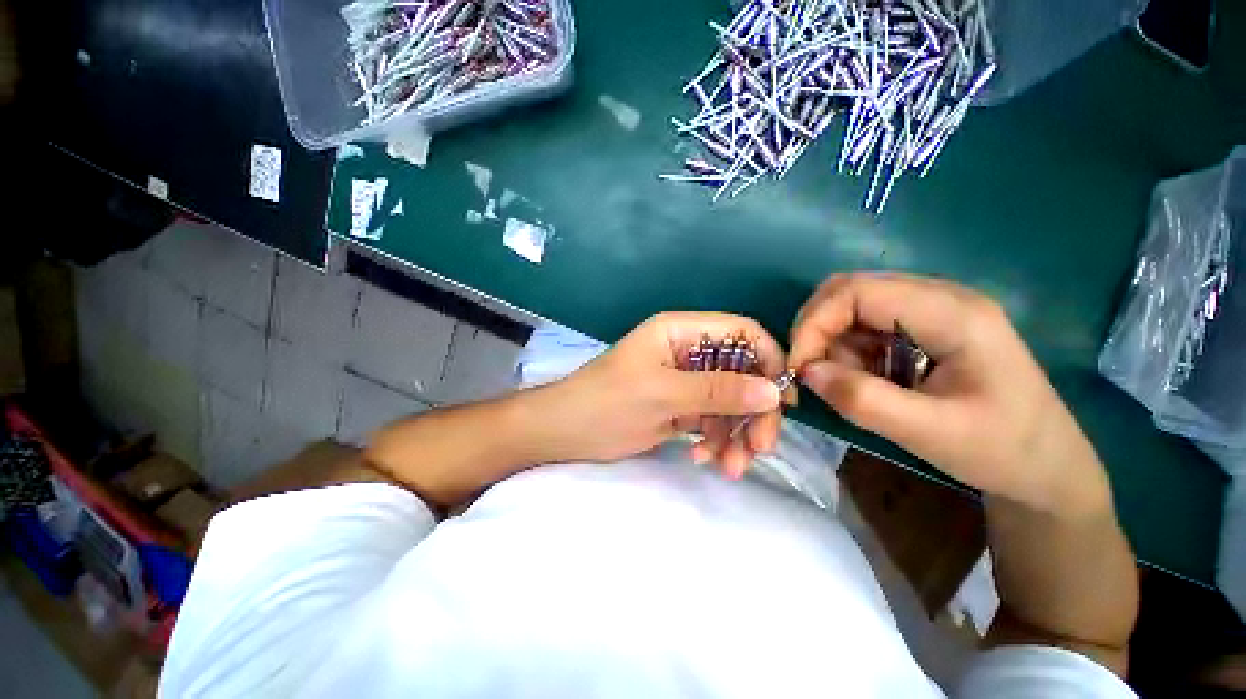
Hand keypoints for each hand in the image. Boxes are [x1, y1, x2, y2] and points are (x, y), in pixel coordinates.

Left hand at [539, 313, 786, 477]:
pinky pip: (713, 420)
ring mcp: (685, 381)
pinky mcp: (681, 407)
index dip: (768, 359)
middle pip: (741, 371)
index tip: (781, 399)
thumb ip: (718, 390)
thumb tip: (773, 392)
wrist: (566, 432)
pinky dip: (715, 440)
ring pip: (730, 401)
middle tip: (760, 448)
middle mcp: (687, 351)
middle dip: (753, 410)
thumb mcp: (663, 393)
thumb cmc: (607, 402)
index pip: (740, 332)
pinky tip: (704, 458)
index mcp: (681, 331)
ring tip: (730, 467)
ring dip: (736, 433)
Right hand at [789, 273, 1110, 515]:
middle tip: (807, 372)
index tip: (798, 368)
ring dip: (831, 344)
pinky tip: (862, 380)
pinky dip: (846, 352)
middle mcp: (939, 298)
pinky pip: (863, 327)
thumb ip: (862, 400)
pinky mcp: (922, 328)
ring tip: (846, 385)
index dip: (814, 323)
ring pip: (851, 309)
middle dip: (816, 330)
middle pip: (849, 290)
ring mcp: (931, 311)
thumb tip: (805, 372)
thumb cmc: (1003, 451)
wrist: (1048, 468)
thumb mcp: (931, 434)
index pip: (856, 291)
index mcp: (952, 313)